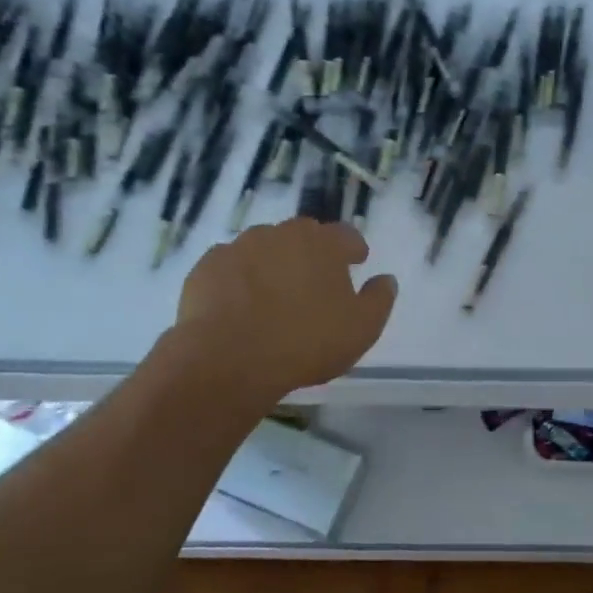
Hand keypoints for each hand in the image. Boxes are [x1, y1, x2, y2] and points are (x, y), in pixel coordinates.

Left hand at [172, 218, 397, 398]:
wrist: (228, 358)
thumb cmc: (305, 342)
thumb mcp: (361, 329)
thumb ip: (379, 300)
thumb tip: (386, 280)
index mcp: (322, 244)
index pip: (346, 235)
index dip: (354, 248)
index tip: (357, 261)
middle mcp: (281, 234)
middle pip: (303, 236)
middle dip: (313, 253)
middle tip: (316, 281)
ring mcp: (239, 247)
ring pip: (264, 248)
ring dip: (274, 264)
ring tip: (275, 294)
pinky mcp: (207, 267)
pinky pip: (231, 266)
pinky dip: (240, 279)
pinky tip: (240, 304)